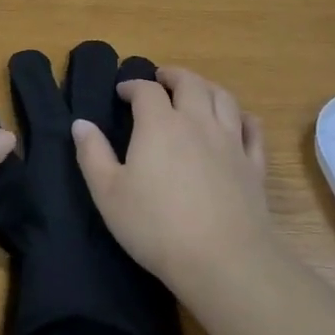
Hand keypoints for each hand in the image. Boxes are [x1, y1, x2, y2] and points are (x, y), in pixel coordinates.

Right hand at [70, 67, 268, 285]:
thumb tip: (81, 123)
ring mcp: (231, 142)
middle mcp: (198, 122)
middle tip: (162, 79)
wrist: (222, 258)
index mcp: (160, 125)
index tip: (122, 92)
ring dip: (207, 87)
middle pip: (190, 83)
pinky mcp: (253, 164)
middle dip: (173, 76)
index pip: (146, 90)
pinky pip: (252, 129)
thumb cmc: (155, 226)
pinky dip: (243, 117)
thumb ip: (92, 154)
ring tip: (196, 91)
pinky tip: (239, 120)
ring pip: (224, 98)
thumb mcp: (108, 193)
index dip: (133, 86)